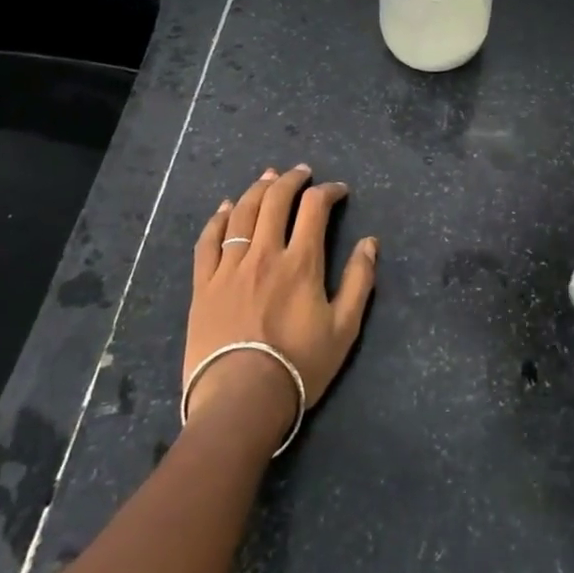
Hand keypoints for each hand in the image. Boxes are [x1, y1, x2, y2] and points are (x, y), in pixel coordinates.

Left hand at [184, 165, 377, 437]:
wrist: (241, 400)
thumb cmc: (299, 366)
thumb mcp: (344, 328)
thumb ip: (360, 281)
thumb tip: (370, 242)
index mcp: (301, 262)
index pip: (314, 208)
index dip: (328, 191)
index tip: (338, 190)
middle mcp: (264, 254)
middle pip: (275, 201)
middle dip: (291, 180)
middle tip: (301, 172)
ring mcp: (229, 268)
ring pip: (241, 213)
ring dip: (256, 190)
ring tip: (267, 178)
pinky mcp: (204, 285)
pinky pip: (208, 241)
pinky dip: (217, 219)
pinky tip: (224, 208)